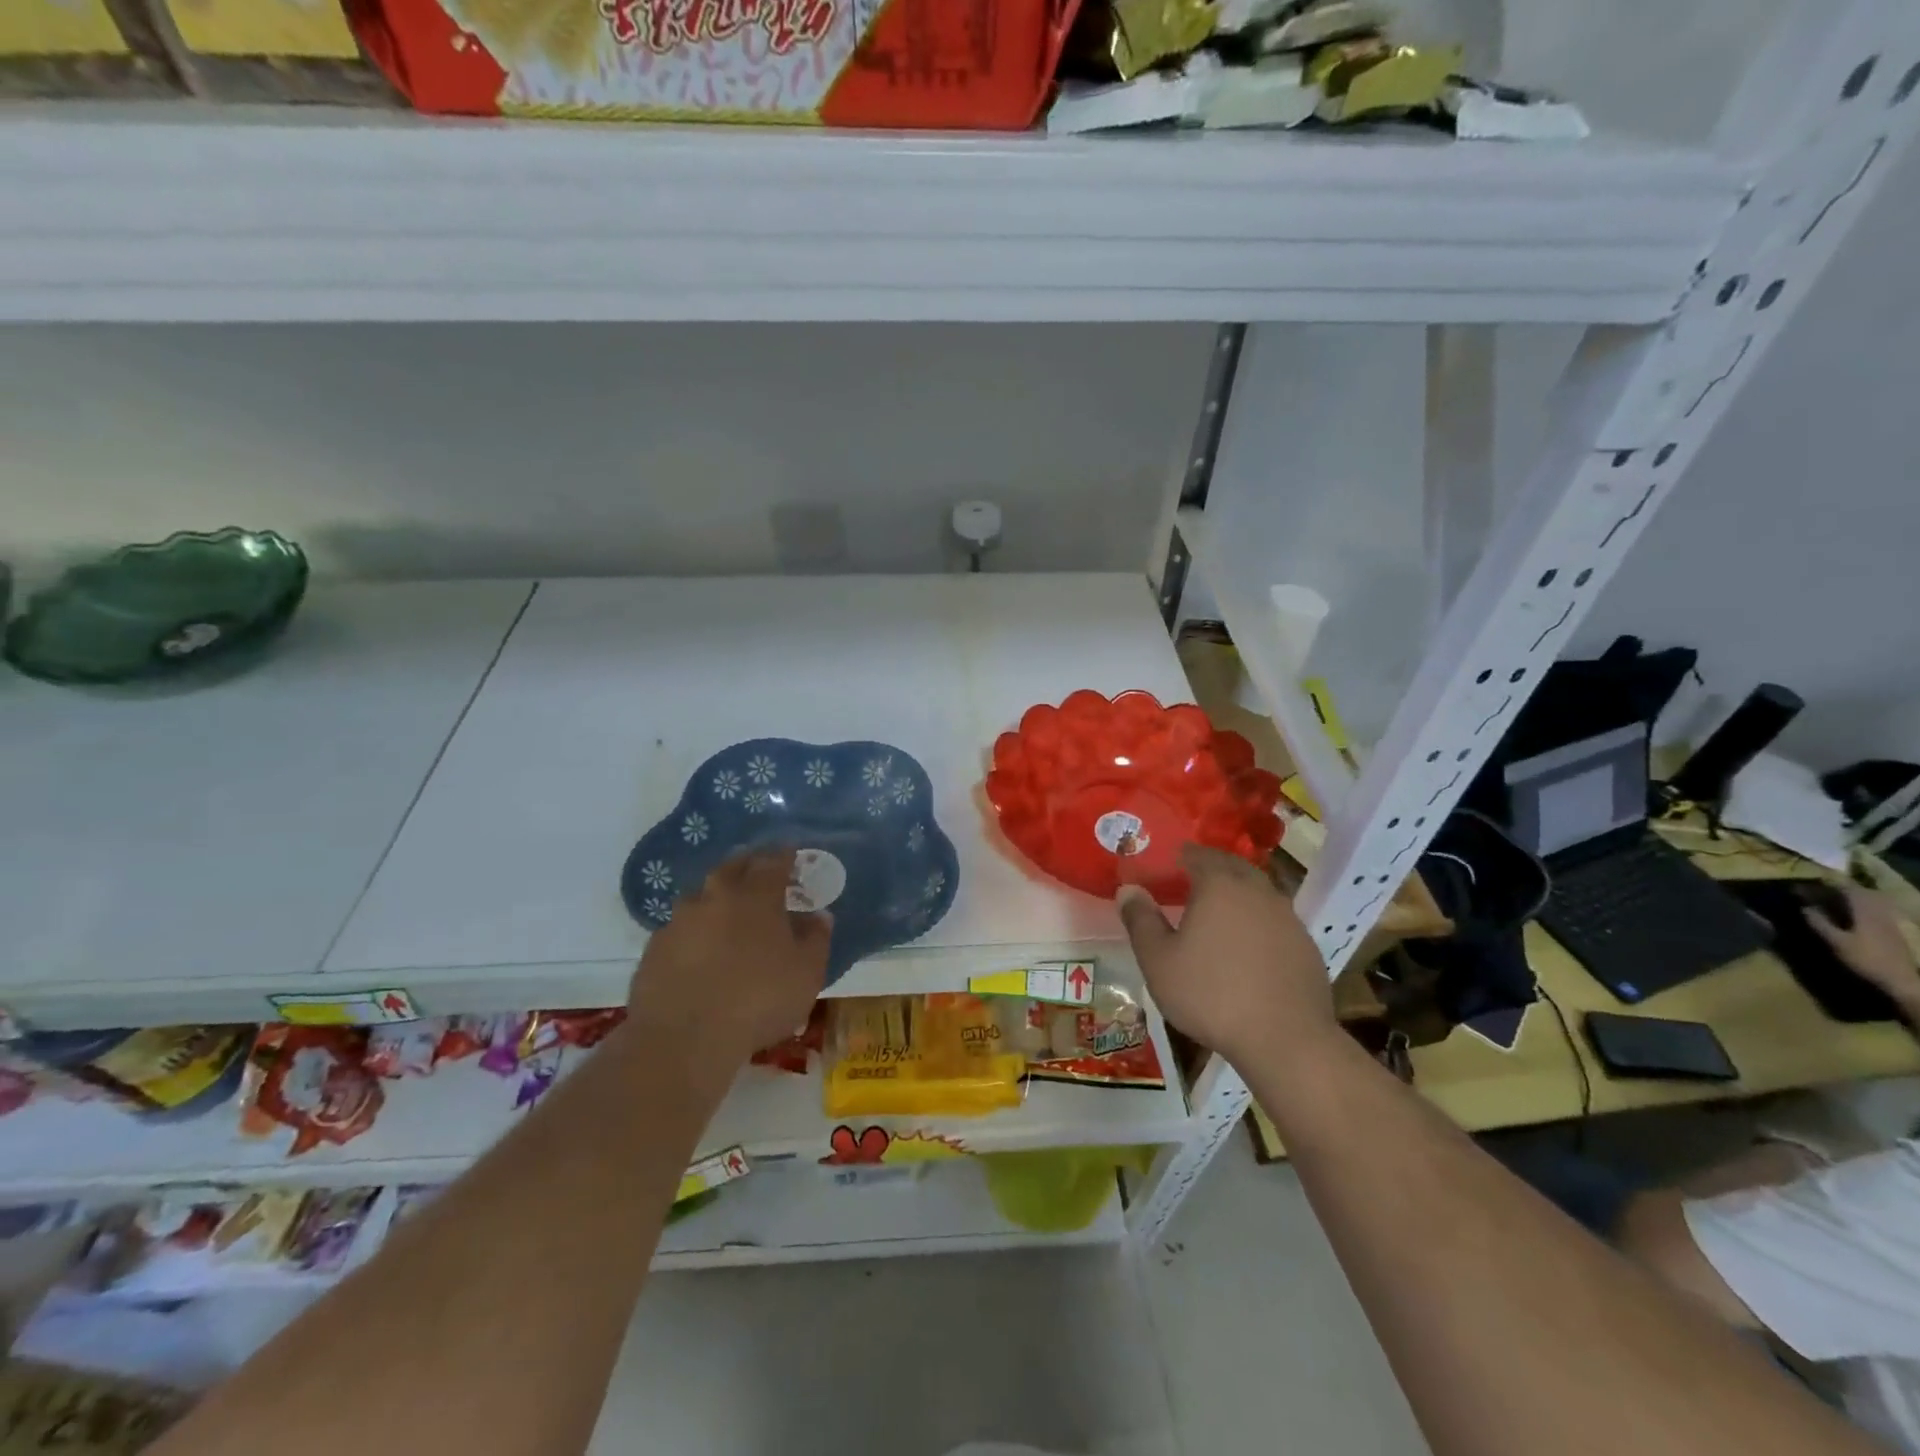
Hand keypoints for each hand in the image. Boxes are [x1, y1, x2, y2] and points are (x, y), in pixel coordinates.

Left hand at [627, 849, 829, 1071]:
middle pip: (733, 867)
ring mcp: (679, 920)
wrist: (682, 1040)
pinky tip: (700, 950)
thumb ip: (816, 939)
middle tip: (760, 872)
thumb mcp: (806, 973)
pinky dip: (694, 931)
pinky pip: (680, 928)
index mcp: (756, 895)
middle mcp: (716, 896)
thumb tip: (818, 916)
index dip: (784, 855)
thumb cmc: (758, 1000)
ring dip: (717, 897)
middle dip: (749, 865)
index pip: (773, 861)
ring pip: (702, 896)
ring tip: (728, 913)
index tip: (791, 853)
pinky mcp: (654, 948)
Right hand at [1118, 845, 1333, 1067]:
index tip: (1162, 868)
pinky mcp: (1306, 946)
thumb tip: (1128, 888)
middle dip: (1209, 870)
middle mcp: (1257, 890)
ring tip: (1216, 917)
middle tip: (1186, 885)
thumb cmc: (1211, 995)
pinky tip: (1247, 951)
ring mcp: (1288, 917)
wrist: (1286, 1041)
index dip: (1177, 857)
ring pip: (1257, 893)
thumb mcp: (1158, 961)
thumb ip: (1141, 920)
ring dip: (1236, 896)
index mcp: (1219, 885)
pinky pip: (1275, 921)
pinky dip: (1258, 924)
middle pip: (1231, 867)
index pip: (1197, 854)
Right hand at [1805, 885, 1919, 1007]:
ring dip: (1852, 899)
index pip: (1848, 890)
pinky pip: (1876, 912)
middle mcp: (1879, 913)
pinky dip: (1862, 909)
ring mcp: (1888, 923)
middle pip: (1862, 895)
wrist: (1901, 981)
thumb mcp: (1836, 942)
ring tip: (1834, 901)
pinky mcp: (1892, 932)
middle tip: (1821, 891)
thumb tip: (1804, 907)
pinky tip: (1852, 916)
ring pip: (1871, 903)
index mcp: (1865, 912)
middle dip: (1841, 890)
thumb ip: (1819, 923)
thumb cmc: (1865, 959)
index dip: (1829, 884)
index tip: (1810, 883)